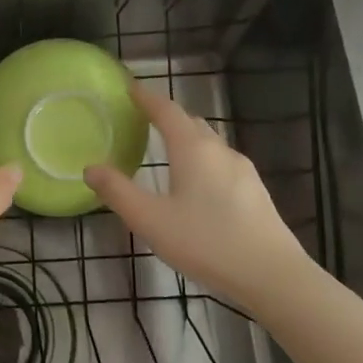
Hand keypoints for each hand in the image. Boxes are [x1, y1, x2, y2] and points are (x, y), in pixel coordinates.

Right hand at [85, 83, 317, 309]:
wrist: (272, 274)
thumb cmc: (205, 241)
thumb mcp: (150, 220)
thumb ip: (118, 192)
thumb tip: (90, 168)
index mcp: (192, 149)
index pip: (166, 110)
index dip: (146, 97)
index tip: (130, 87)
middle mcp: (219, 150)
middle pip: (190, 122)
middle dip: (166, 116)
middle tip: (143, 119)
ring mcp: (242, 170)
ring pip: (209, 143)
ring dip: (186, 138)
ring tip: (167, 150)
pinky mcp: (254, 191)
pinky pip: (221, 162)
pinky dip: (202, 159)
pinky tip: (198, 184)